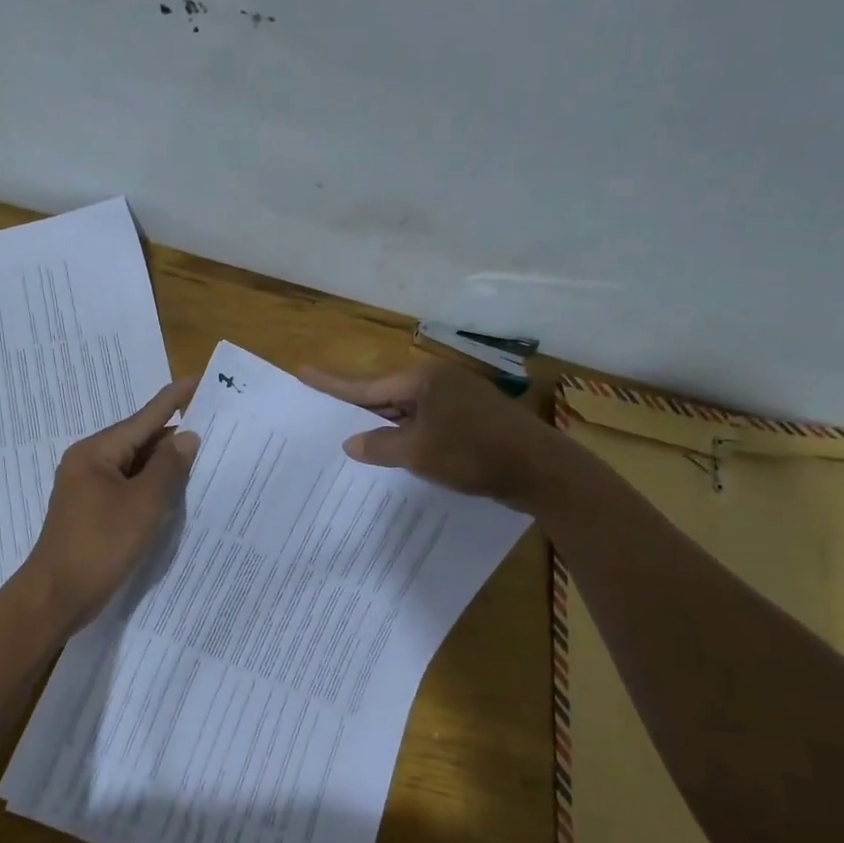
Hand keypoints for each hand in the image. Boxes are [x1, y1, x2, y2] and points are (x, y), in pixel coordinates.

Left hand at [17, 378, 199, 632]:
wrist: (56, 596)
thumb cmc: (99, 545)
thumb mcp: (142, 504)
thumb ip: (168, 468)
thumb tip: (187, 436)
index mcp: (96, 452)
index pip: (144, 417)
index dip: (175, 398)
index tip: (201, 379)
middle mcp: (90, 462)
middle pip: (139, 439)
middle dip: (175, 434)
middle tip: (216, 426)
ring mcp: (89, 488)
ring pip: (135, 466)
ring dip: (165, 463)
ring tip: (205, 455)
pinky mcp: (93, 511)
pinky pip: (129, 487)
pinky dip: (153, 486)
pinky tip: (177, 492)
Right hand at [299, 360, 561, 508]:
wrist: (541, 470)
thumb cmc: (473, 454)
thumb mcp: (417, 452)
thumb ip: (380, 446)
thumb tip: (351, 443)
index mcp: (423, 380)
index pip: (366, 385)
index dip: (332, 384)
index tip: (302, 371)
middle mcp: (439, 382)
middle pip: (387, 395)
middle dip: (358, 409)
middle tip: (324, 414)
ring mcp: (459, 400)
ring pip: (408, 412)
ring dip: (385, 427)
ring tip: (354, 438)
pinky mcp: (473, 420)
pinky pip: (428, 423)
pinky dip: (409, 436)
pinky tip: (398, 453)